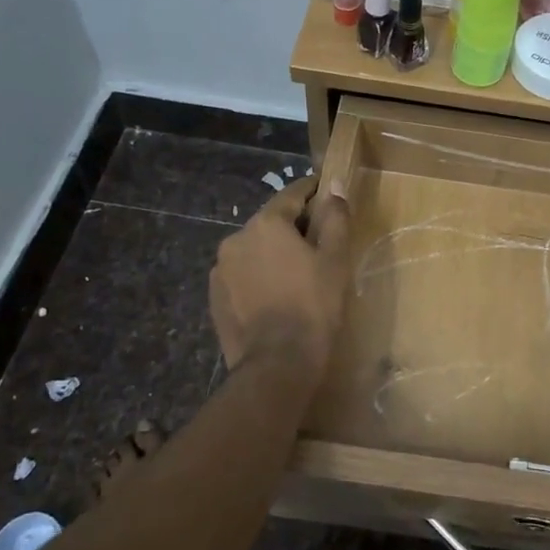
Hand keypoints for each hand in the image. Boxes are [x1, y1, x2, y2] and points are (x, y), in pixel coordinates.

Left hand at [209, 178, 352, 377]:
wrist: (277, 364)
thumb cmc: (314, 305)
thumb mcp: (335, 259)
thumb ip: (335, 217)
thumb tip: (334, 185)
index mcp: (265, 224)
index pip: (291, 195)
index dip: (312, 191)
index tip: (326, 191)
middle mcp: (236, 238)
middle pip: (270, 222)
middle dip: (293, 226)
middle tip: (319, 240)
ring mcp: (220, 269)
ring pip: (254, 250)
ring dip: (273, 252)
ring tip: (296, 272)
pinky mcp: (215, 297)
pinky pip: (241, 275)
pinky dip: (258, 276)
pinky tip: (275, 294)